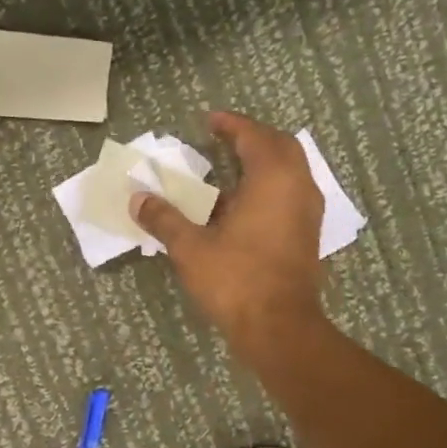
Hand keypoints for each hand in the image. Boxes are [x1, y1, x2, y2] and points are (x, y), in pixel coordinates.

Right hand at [132, 111, 328, 358]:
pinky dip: (271, 185)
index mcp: (272, 179)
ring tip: (232, 167)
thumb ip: (164, 218)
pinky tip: (245, 203)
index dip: (231, 124)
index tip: (209, 120)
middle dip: (253, 137)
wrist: (280, 328)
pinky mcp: (308, 235)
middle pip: (281, 146)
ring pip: (291, 170)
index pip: (254, 136)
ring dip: (264, 161)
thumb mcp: (190, 248)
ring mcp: (308, 212)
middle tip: (224, 137)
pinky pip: (292, 193)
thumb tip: (137, 199)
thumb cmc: (236, 279)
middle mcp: (298, 187)